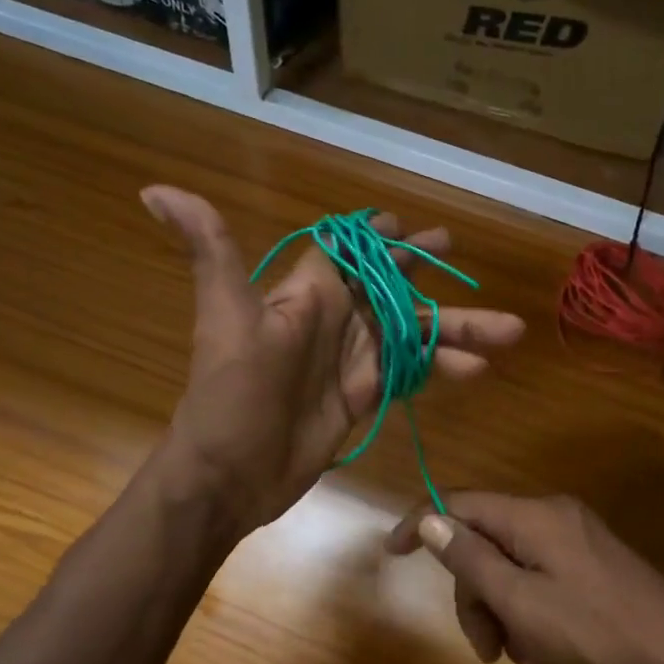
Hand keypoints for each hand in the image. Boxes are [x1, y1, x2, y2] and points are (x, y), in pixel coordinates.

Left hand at [142, 187, 524, 531]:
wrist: (231, 474)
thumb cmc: (230, 393)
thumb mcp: (224, 317)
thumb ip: (210, 250)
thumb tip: (154, 189)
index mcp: (307, 294)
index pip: (347, 250)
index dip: (376, 234)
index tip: (408, 221)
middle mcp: (334, 320)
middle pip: (391, 287)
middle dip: (426, 269)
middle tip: (458, 250)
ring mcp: (352, 360)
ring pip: (413, 333)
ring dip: (457, 329)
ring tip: (510, 330)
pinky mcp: (364, 396)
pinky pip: (411, 373)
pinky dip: (442, 369)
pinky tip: (477, 370)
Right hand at [385, 493, 663, 663]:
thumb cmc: (594, 630)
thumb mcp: (521, 602)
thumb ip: (471, 559)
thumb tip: (430, 519)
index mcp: (534, 515)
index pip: (460, 503)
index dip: (421, 523)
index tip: (392, 553)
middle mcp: (554, 516)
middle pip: (486, 544)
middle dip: (478, 597)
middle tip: (489, 650)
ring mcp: (577, 539)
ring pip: (513, 569)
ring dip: (508, 616)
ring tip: (533, 662)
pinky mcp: (593, 564)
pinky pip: (542, 581)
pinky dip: (535, 617)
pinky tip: (555, 657)